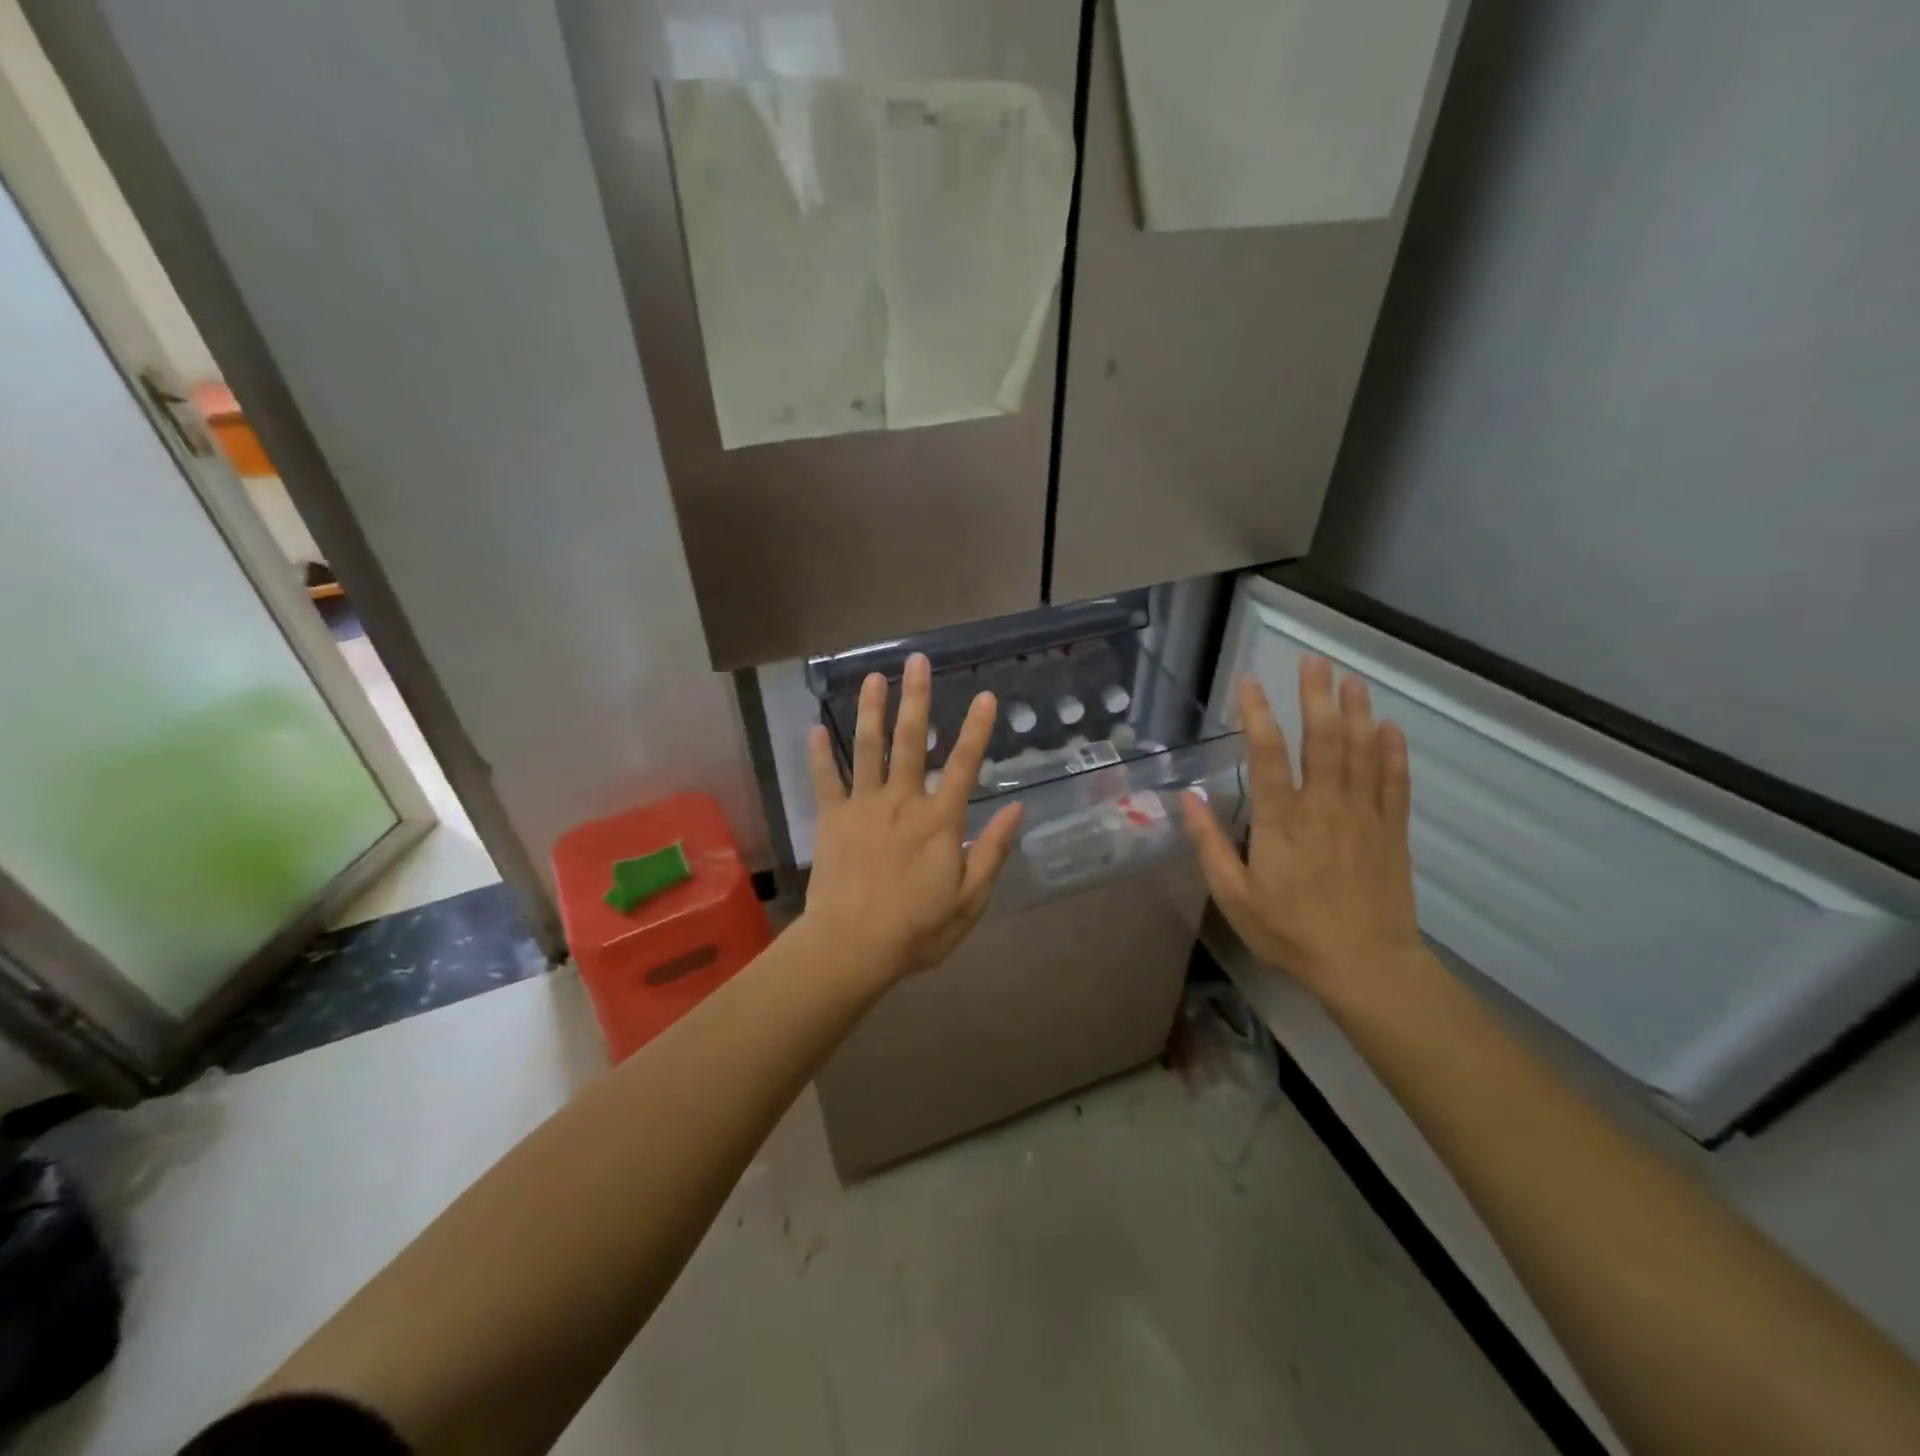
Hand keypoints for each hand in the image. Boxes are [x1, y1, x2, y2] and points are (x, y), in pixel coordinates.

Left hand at [802, 654, 1022, 986]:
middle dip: (916, 698)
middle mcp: (902, 801)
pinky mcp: (832, 819)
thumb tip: (1016, 809)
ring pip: (867, 748)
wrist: (852, 946)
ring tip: (874, 677)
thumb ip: (992, 851)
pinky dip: (819, 754)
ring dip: (871, 710)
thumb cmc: (917, 929)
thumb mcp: (969, 899)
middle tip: (917, 660)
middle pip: (910, 741)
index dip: (976, 729)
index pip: (964, 764)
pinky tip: (815, 726)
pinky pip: (825, 779)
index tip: (984, 695)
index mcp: (939, 820)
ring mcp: (863, 806)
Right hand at [1180, 657, 1424, 1003]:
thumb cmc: (1291, 932)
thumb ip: (1210, 844)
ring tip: (1352, 679)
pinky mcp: (1392, 832)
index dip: (1257, 713)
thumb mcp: (1234, 896)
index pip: (1267, 754)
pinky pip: (1394, 783)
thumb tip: (1187, 799)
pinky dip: (1393, 753)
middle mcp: (1323, 807)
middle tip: (1314, 661)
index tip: (1249, 681)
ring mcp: (1363, 816)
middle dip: (1316, 696)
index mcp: (1281, 821)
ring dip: (1356, 712)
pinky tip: (1390, 727)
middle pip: (1322, 740)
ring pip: (1361, 752)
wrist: (1366, 966)